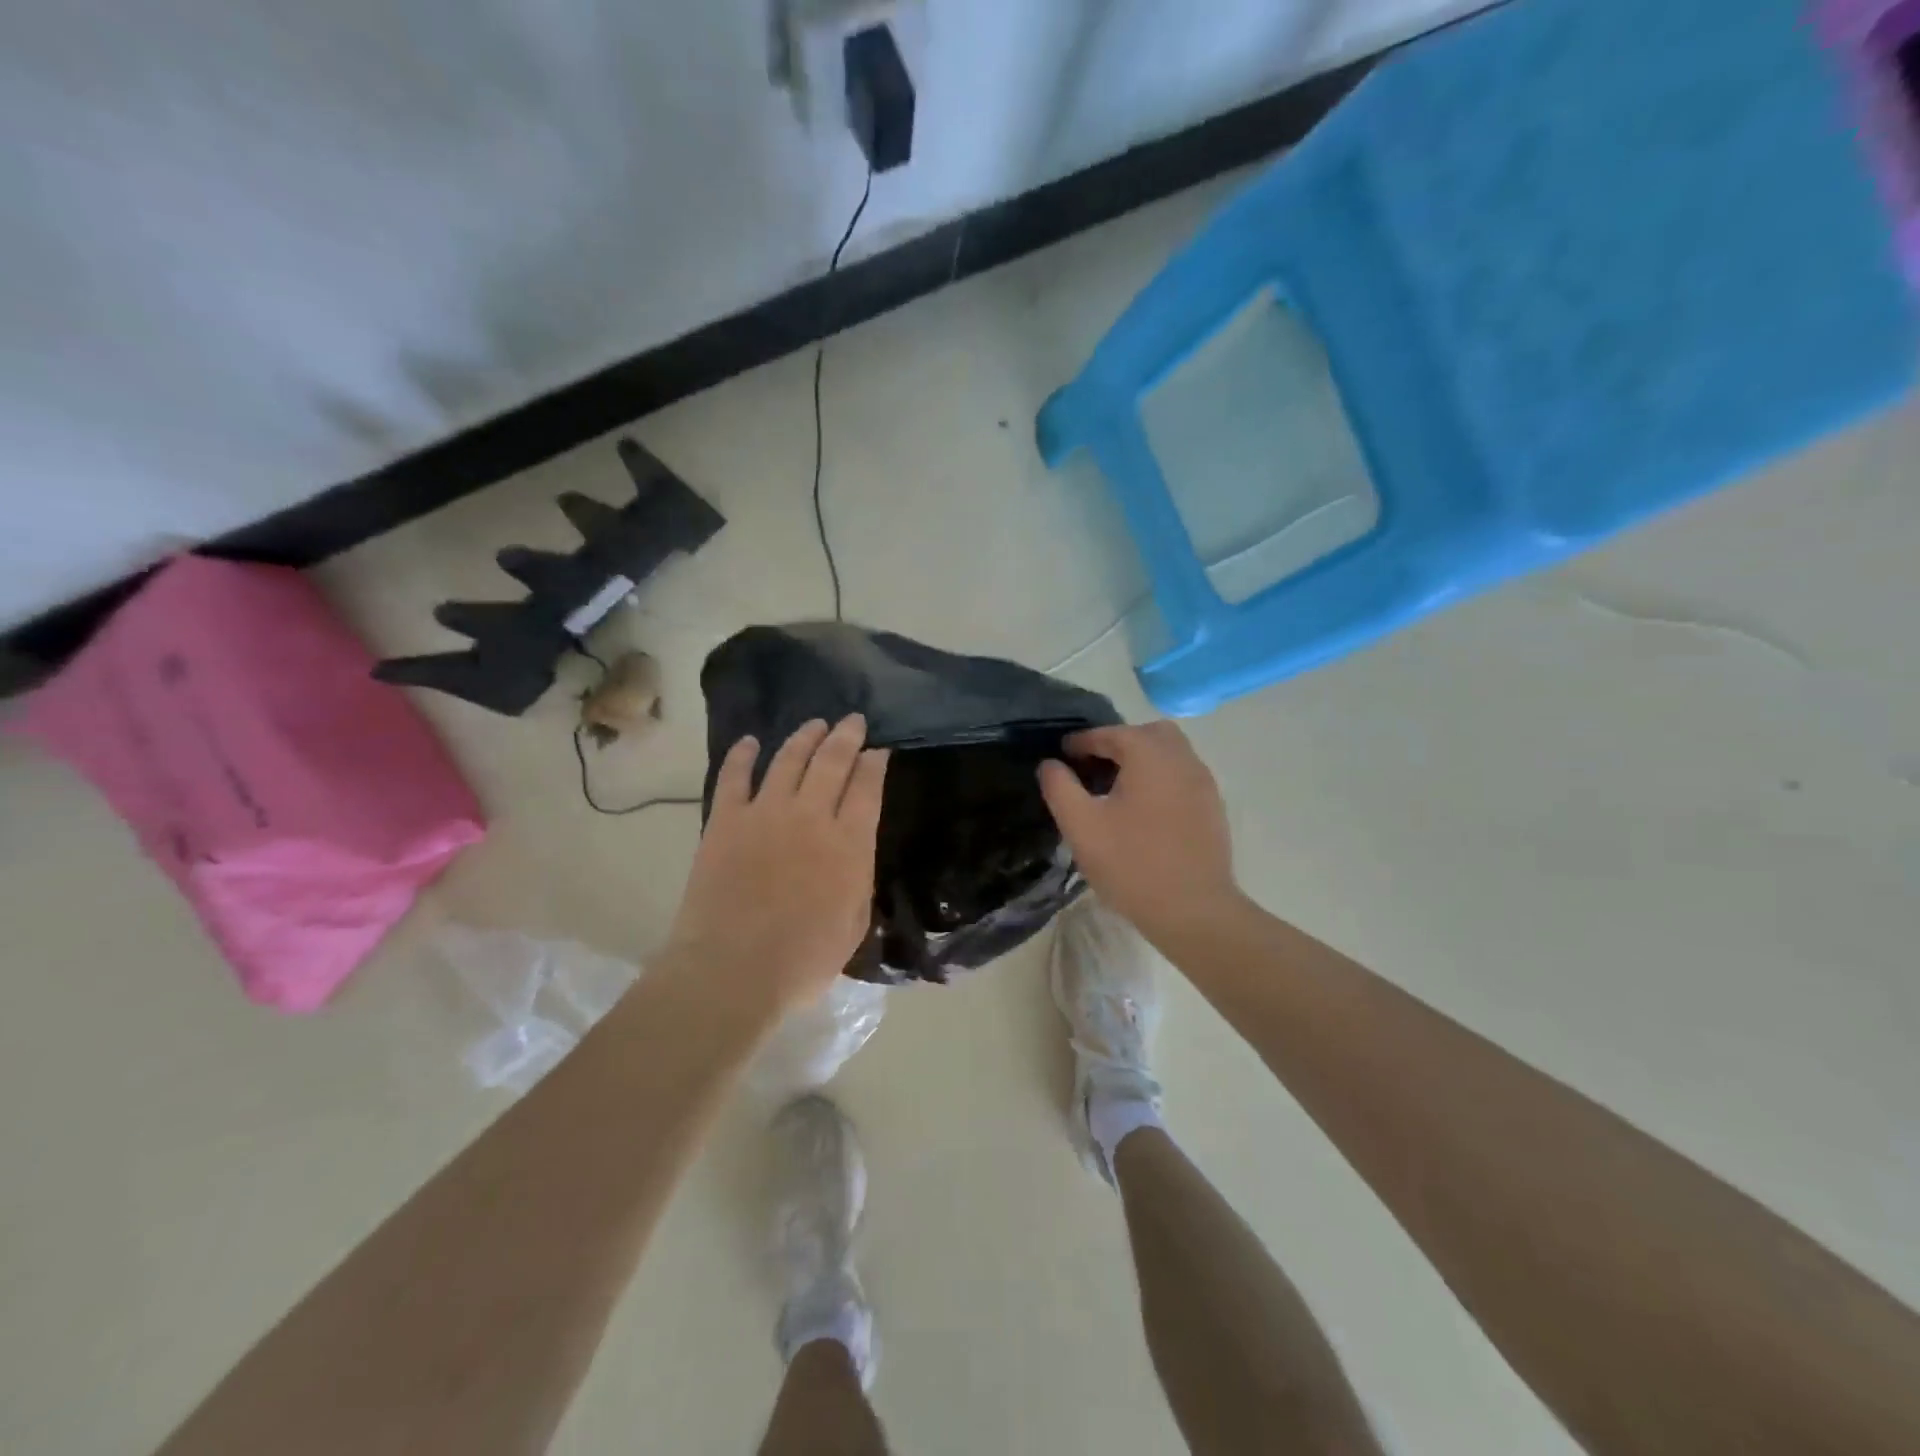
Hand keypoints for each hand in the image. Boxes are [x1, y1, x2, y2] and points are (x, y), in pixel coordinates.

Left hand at [662, 715, 887, 1020]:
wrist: (733, 970)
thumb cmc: (803, 960)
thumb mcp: (853, 923)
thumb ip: (857, 878)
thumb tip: (853, 850)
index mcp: (848, 844)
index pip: (867, 787)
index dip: (874, 763)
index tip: (878, 750)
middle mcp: (811, 816)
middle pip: (832, 761)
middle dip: (846, 736)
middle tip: (853, 720)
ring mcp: (765, 813)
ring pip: (788, 759)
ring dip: (804, 737)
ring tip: (815, 724)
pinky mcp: (725, 820)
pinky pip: (734, 777)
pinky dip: (742, 755)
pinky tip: (750, 742)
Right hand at [1038, 721, 1241, 948]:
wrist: (1194, 910)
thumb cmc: (1132, 864)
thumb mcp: (1082, 826)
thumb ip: (1060, 788)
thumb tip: (1050, 764)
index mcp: (1149, 755)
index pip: (1110, 734)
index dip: (1082, 742)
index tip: (1063, 755)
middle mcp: (1182, 759)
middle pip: (1148, 734)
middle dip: (1119, 742)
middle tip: (1094, 767)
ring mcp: (1203, 783)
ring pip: (1171, 753)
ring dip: (1143, 759)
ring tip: (1117, 788)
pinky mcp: (1213, 807)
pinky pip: (1183, 776)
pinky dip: (1162, 778)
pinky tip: (1144, 809)